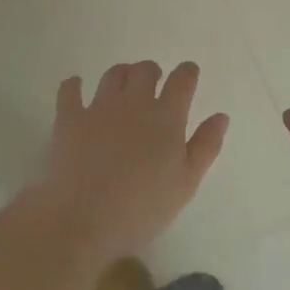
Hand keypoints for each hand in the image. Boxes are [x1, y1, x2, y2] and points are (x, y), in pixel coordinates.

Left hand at [33, 61, 227, 264]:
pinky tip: (76, 87)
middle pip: (145, 70)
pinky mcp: (69, 119)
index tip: (188, 75)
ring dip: (122, 75)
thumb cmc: (142, 207)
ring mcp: (99, 108)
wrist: (82, 219)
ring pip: (113, 75)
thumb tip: (220, 116)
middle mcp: (134, 102)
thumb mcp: (186, 183)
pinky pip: (69, 90)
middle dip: (153, 72)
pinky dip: (74, 85)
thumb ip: (206, 146)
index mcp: (166, 117)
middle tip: (154, 85)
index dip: (187, 73)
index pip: (182, 80)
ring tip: (123, 87)